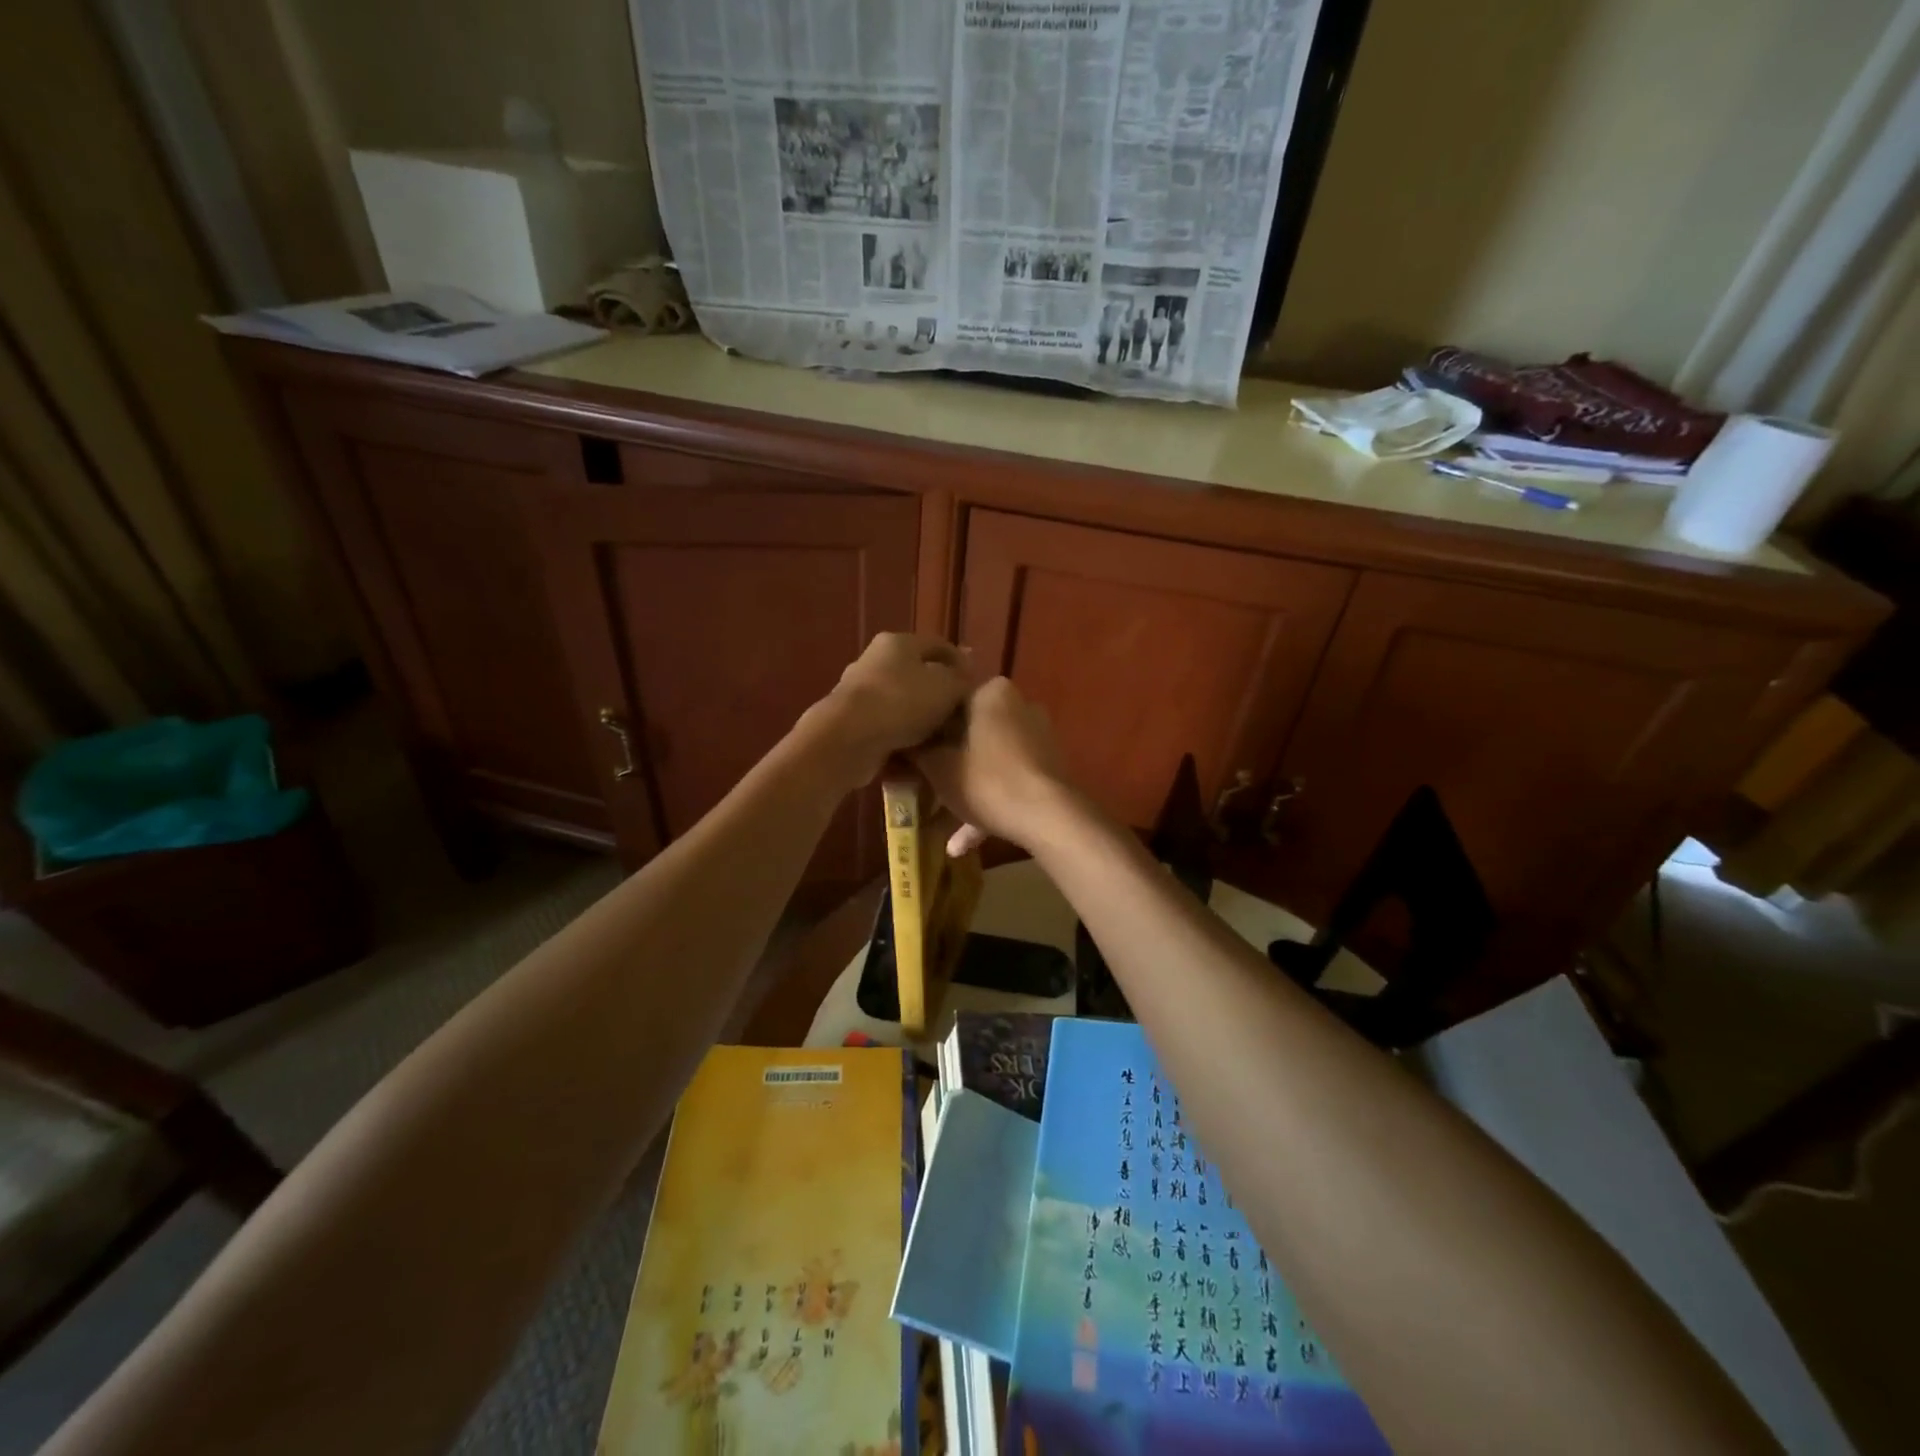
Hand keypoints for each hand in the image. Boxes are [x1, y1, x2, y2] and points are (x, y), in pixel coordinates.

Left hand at [800, 633, 970, 787]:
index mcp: (898, 642)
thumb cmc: (902, 702)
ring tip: (943, 738)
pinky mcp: (851, 721)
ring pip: (901, 702)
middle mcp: (875, 660)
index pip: (938, 645)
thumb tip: (966, 676)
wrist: (848, 738)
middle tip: (961, 715)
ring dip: (920, 718)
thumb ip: (962, 680)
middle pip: (917, 673)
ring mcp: (860, 691)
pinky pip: (886, 726)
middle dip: (939, 693)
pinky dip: (902, 737)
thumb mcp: (946, 687)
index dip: (961, 663)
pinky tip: (918, 753)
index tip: (976, 686)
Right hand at [911, 676, 1075, 853]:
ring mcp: (1037, 737)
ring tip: (937, 826)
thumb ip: (917, 752)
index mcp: (991, 693)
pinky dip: (987, 803)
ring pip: (988, 760)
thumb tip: (900, 744)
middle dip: (945, 763)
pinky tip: (963, 844)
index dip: (923, 728)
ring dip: (964, 791)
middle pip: (969, 733)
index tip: (907, 752)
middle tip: (920, 785)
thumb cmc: (986, 781)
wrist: (1048, 817)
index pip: (946, 701)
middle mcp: (1019, 705)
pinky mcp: (1047, 767)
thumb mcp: (938, 767)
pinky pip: (1008, 778)